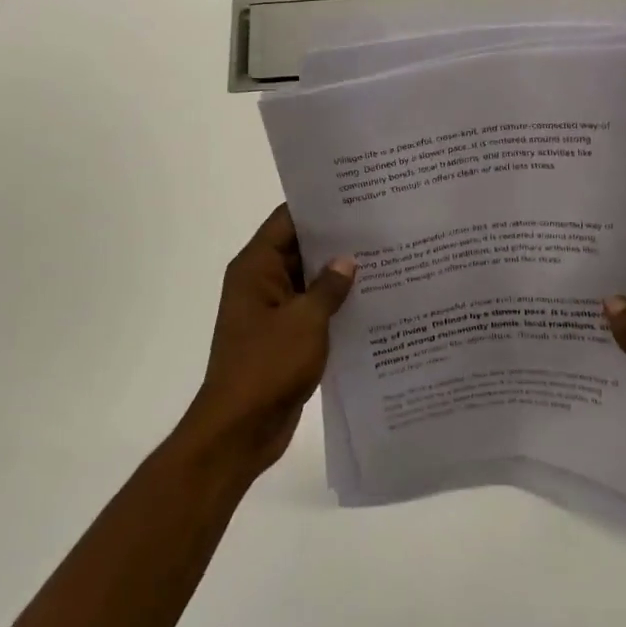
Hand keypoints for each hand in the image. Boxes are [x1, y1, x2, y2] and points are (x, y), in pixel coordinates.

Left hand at [176, 205, 355, 478]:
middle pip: (299, 249)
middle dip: (336, 241)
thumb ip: (329, 287)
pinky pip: (311, 311)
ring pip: (308, 282)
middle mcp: (260, 283)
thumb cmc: (267, 366)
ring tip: (385, 259)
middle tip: (381, 226)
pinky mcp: (284, 338)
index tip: (356, 197)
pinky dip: (334, 306)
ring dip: (338, 276)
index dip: (319, 208)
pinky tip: (372, 302)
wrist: (240, 429)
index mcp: (255, 268)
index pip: (287, 221)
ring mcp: (271, 312)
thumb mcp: (306, 321)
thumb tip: (347, 260)